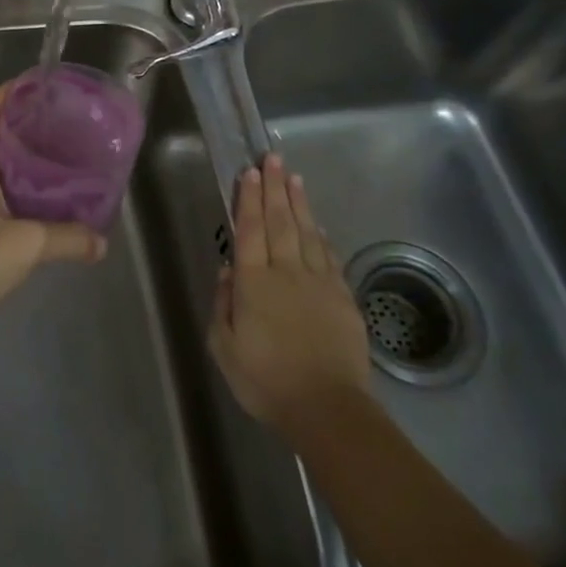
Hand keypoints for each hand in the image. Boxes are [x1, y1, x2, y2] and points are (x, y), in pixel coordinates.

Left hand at [0, 82, 106, 350]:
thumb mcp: (26, 244)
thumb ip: (68, 238)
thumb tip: (102, 241)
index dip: (10, 91)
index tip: (44, 87)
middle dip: (31, 126)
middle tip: (70, 125)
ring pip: (4, 169)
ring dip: (32, 162)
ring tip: (70, 160)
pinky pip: (6, 200)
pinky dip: (30, 196)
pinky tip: (55, 207)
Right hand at [209, 153, 371, 441]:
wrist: (327, 408)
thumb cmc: (266, 380)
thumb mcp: (224, 348)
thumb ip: (223, 305)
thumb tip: (228, 270)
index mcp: (253, 282)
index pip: (250, 229)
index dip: (248, 198)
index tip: (250, 171)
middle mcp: (286, 272)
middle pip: (280, 221)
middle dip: (275, 187)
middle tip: (273, 158)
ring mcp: (318, 282)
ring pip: (307, 232)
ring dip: (299, 203)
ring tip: (294, 178)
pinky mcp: (342, 297)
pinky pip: (330, 257)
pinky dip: (322, 236)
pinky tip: (319, 225)